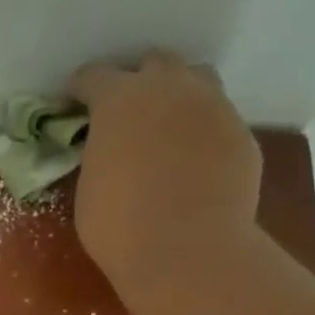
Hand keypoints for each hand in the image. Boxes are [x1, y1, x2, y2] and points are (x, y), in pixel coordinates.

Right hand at [68, 51, 264, 299]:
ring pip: (197, 81)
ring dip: (179, 96)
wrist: (186, 250)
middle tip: (128, 114)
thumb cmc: (120, 226)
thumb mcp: (90, 189)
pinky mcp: (241, 134)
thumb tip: (110, 154)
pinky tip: (197, 163)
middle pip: (154, 64)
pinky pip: (219, 122)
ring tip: (170, 127)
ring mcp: (212, 106)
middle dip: (138, 83)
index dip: (81, 89)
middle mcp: (169, 88)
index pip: (94, 77)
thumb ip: (99, 157)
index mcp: (120, 99)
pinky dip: (204, 134)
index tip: (73, 102)